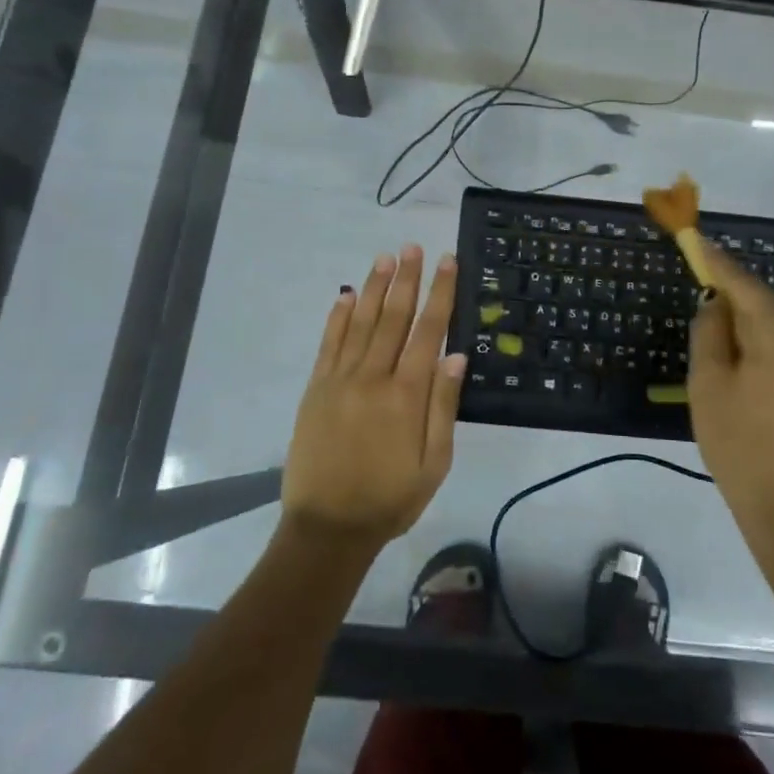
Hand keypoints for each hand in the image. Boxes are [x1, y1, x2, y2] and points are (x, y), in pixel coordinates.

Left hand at [282, 246, 465, 554]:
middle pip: (393, 317)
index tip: (447, 262)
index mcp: (407, 394)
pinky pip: (329, 344)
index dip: (440, 294)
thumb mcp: (434, 463)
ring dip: (374, 287)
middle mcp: (373, 377)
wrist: (327, 527)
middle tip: (413, 247)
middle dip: (406, 279)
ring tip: (385, 258)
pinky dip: (338, 317)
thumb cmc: (390, 498)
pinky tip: (347, 296)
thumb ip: (443, 406)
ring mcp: (340, 380)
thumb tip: (456, 355)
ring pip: (361, 322)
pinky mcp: (316, 389)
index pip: (428, 331)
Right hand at [687, 241, 773, 563]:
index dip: (714, 262)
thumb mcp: (708, 386)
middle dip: (738, 306)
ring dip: (761, 333)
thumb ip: (710, 332)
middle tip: (709, 326)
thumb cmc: (742, 449)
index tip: (696, 240)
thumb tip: (718, 304)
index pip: (741, 281)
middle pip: (768, 303)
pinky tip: (766, 386)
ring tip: (736, 368)